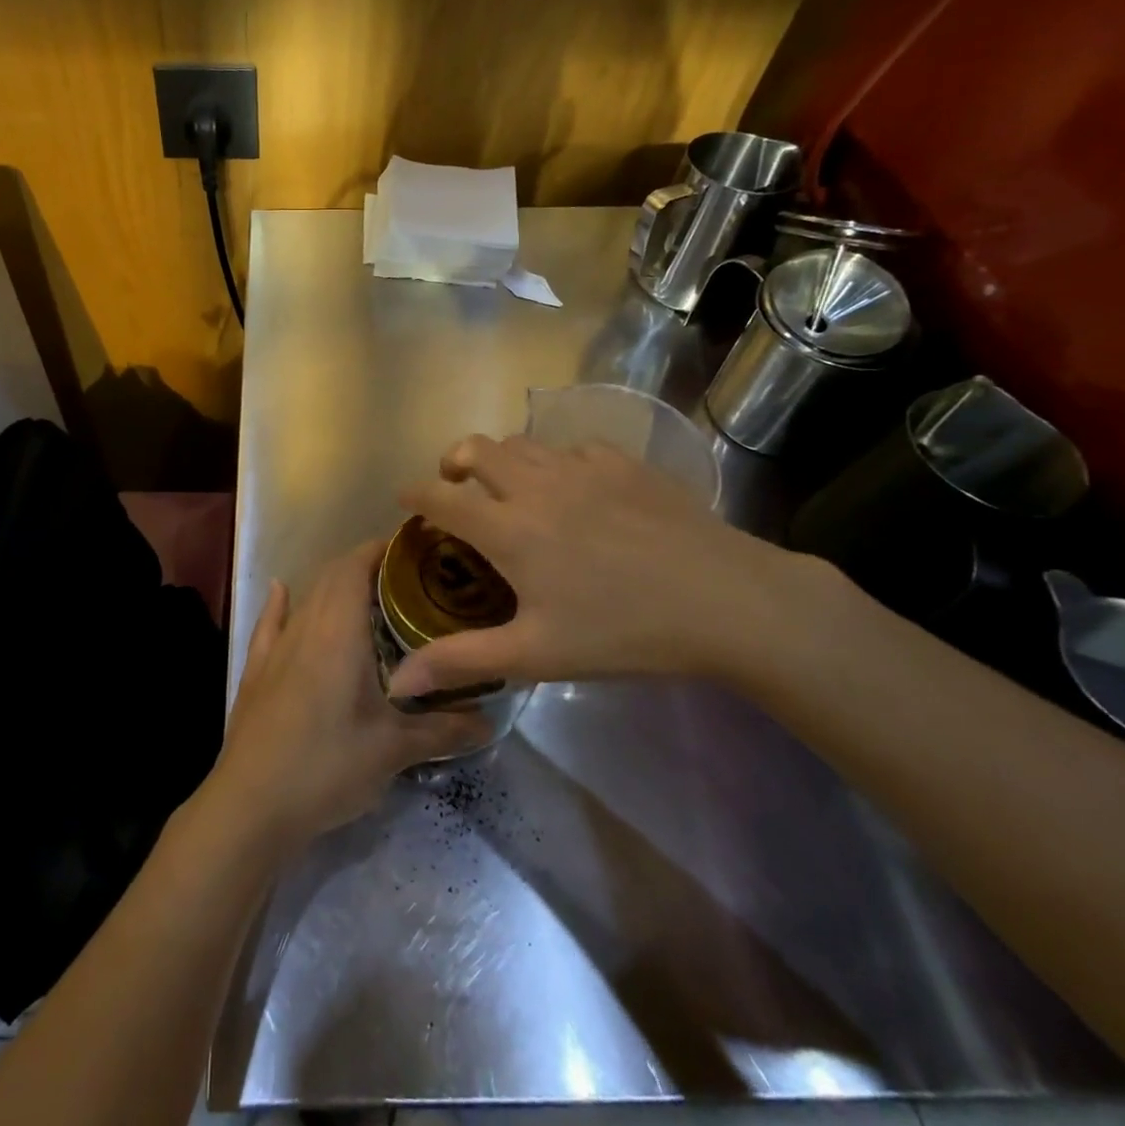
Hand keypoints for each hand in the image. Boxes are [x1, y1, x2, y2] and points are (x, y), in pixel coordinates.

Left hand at [206, 541, 491, 854]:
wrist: (250, 805)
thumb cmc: (327, 767)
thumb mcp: (392, 751)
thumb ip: (442, 730)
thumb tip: (490, 723)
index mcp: (338, 631)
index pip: (356, 566)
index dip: (382, 549)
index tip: (415, 549)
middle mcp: (305, 626)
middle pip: (332, 575)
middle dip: (366, 565)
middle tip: (407, 579)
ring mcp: (275, 648)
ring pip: (306, 597)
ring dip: (333, 585)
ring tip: (367, 594)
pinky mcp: (256, 671)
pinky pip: (269, 623)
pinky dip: (281, 603)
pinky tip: (282, 591)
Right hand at [390, 433, 843, 697]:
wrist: (726, 601)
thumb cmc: (623, 632)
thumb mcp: (536, 654)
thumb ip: (462, 660)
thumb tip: (398, 682)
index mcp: (508, 528)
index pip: (440, 497)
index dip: (414, 494)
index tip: (404, 499)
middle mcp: (535, 485)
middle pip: (476, 449)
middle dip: (454, 462)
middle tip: (457, 487)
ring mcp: (582, 467)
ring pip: (523, 443)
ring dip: (502, 459)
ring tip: (510, 488)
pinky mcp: (623, 463)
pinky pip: (573, 449)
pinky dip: (557, 463)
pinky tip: (576, 491)